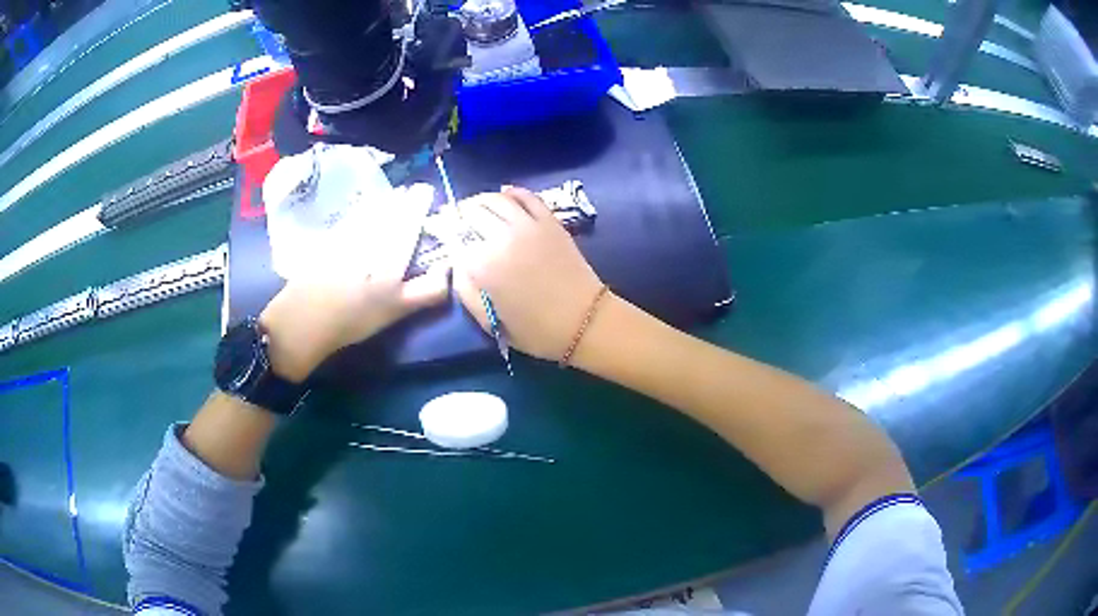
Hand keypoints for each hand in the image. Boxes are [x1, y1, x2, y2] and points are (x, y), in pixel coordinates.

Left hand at [258, 188, 447, 381]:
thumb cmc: (355, 317)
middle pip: (390, 206)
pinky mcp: (327, 238)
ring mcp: (346, 231)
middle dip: (403, 199)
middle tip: (410, 196)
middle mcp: (371, 231)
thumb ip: (428, 290)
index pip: (411, 213)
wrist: (304, 318)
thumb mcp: (398, 310)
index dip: (420, 200)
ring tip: (391, 200)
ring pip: (370, 208)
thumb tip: (451, 270)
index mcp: (392, 247)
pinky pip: (351, 216)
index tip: (427, 192)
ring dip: (383, 202)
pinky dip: (362, 211)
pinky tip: (362, 215)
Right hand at [453, 187, 603, 361]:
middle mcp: (501, 239)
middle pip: (471, 215)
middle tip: (455, 221)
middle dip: (459, 216)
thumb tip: (455, 265)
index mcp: (483, 266)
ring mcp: (528, 226)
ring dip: (479, 200)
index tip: (442, 237)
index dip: (445, 236)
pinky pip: (527, 196)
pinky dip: (512, 192)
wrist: (585, 321)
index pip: (454, 240)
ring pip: (496, 200)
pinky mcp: (549, 221)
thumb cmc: (536, 329)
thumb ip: (465, 292)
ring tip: (474, 207)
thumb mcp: (490, 322)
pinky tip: (504, 193)